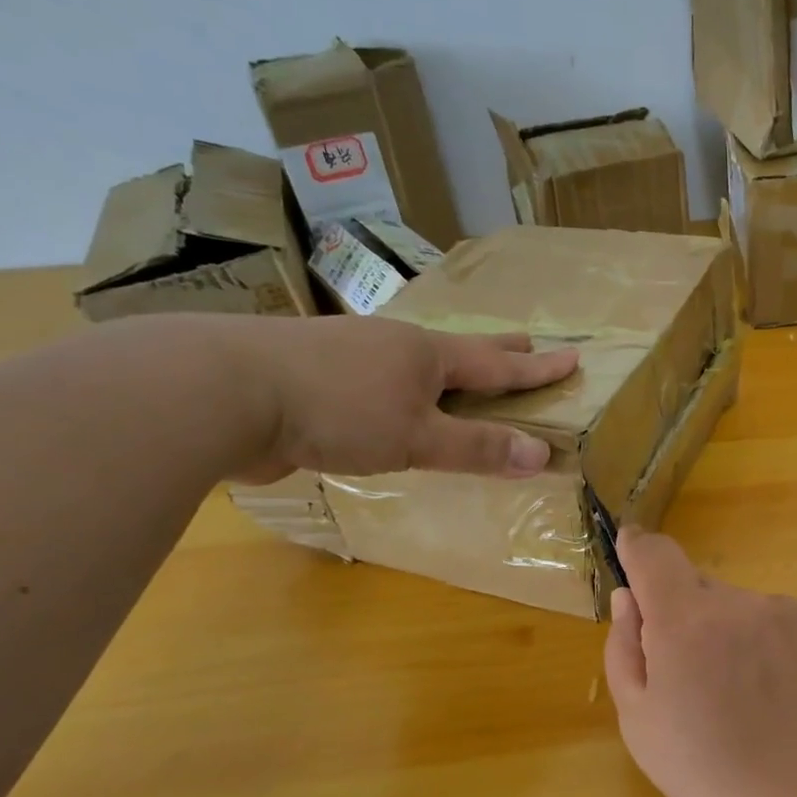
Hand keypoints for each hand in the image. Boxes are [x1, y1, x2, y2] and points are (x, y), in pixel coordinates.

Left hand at [198, 315, 577, 483]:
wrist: (223, 391)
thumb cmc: (336, 411)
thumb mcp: (416, 437)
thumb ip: (477, 447)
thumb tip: (542, 455)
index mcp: (426, 355)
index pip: (498, 366)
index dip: (537, 368)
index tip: (573, 357)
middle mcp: (393, 347)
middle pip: (459, 349)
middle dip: (497, 351)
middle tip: (527, 342)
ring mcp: (350, 355)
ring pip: (413, 361)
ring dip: (445, 368)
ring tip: (458, 370)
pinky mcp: (314, 376)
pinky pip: (376, 380)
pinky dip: (400, 387)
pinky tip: (388, 395)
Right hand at [603, 527, 796, 796]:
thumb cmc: (706, 768)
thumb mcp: (639, 719)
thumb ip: (624, 646)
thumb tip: (628, 597)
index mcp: (685, 621)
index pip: (655, 553)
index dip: (637, 549)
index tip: (629, 552)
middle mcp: (736, 602)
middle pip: (694, 585)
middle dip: (681, 614)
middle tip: (688, 672)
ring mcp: (781, 611)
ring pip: (733, 604)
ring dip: (723, 629)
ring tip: (736, 690)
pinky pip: (769, 618)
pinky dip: (758, 640)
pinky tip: (769, 689)